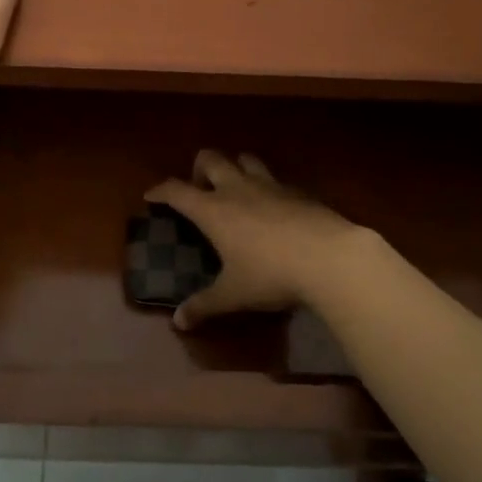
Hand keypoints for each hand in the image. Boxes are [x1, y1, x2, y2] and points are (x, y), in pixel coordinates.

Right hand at [144, 151, 376, 330]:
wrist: (330, 257)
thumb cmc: (271, 274)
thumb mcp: (233, 294)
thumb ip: (205, 305)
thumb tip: (179, 323)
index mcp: (213, 210)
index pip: (177, 190)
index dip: (161, 191)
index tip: (151, 196)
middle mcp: (237, 188)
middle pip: (210, 159)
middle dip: (199, 168)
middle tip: (199, 188)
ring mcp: (269, 185)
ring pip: (245, 159)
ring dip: (235, 167)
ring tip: (235, 188)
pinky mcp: (297, 190)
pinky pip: (274, 178)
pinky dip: (266, 185)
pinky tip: (273, 206)